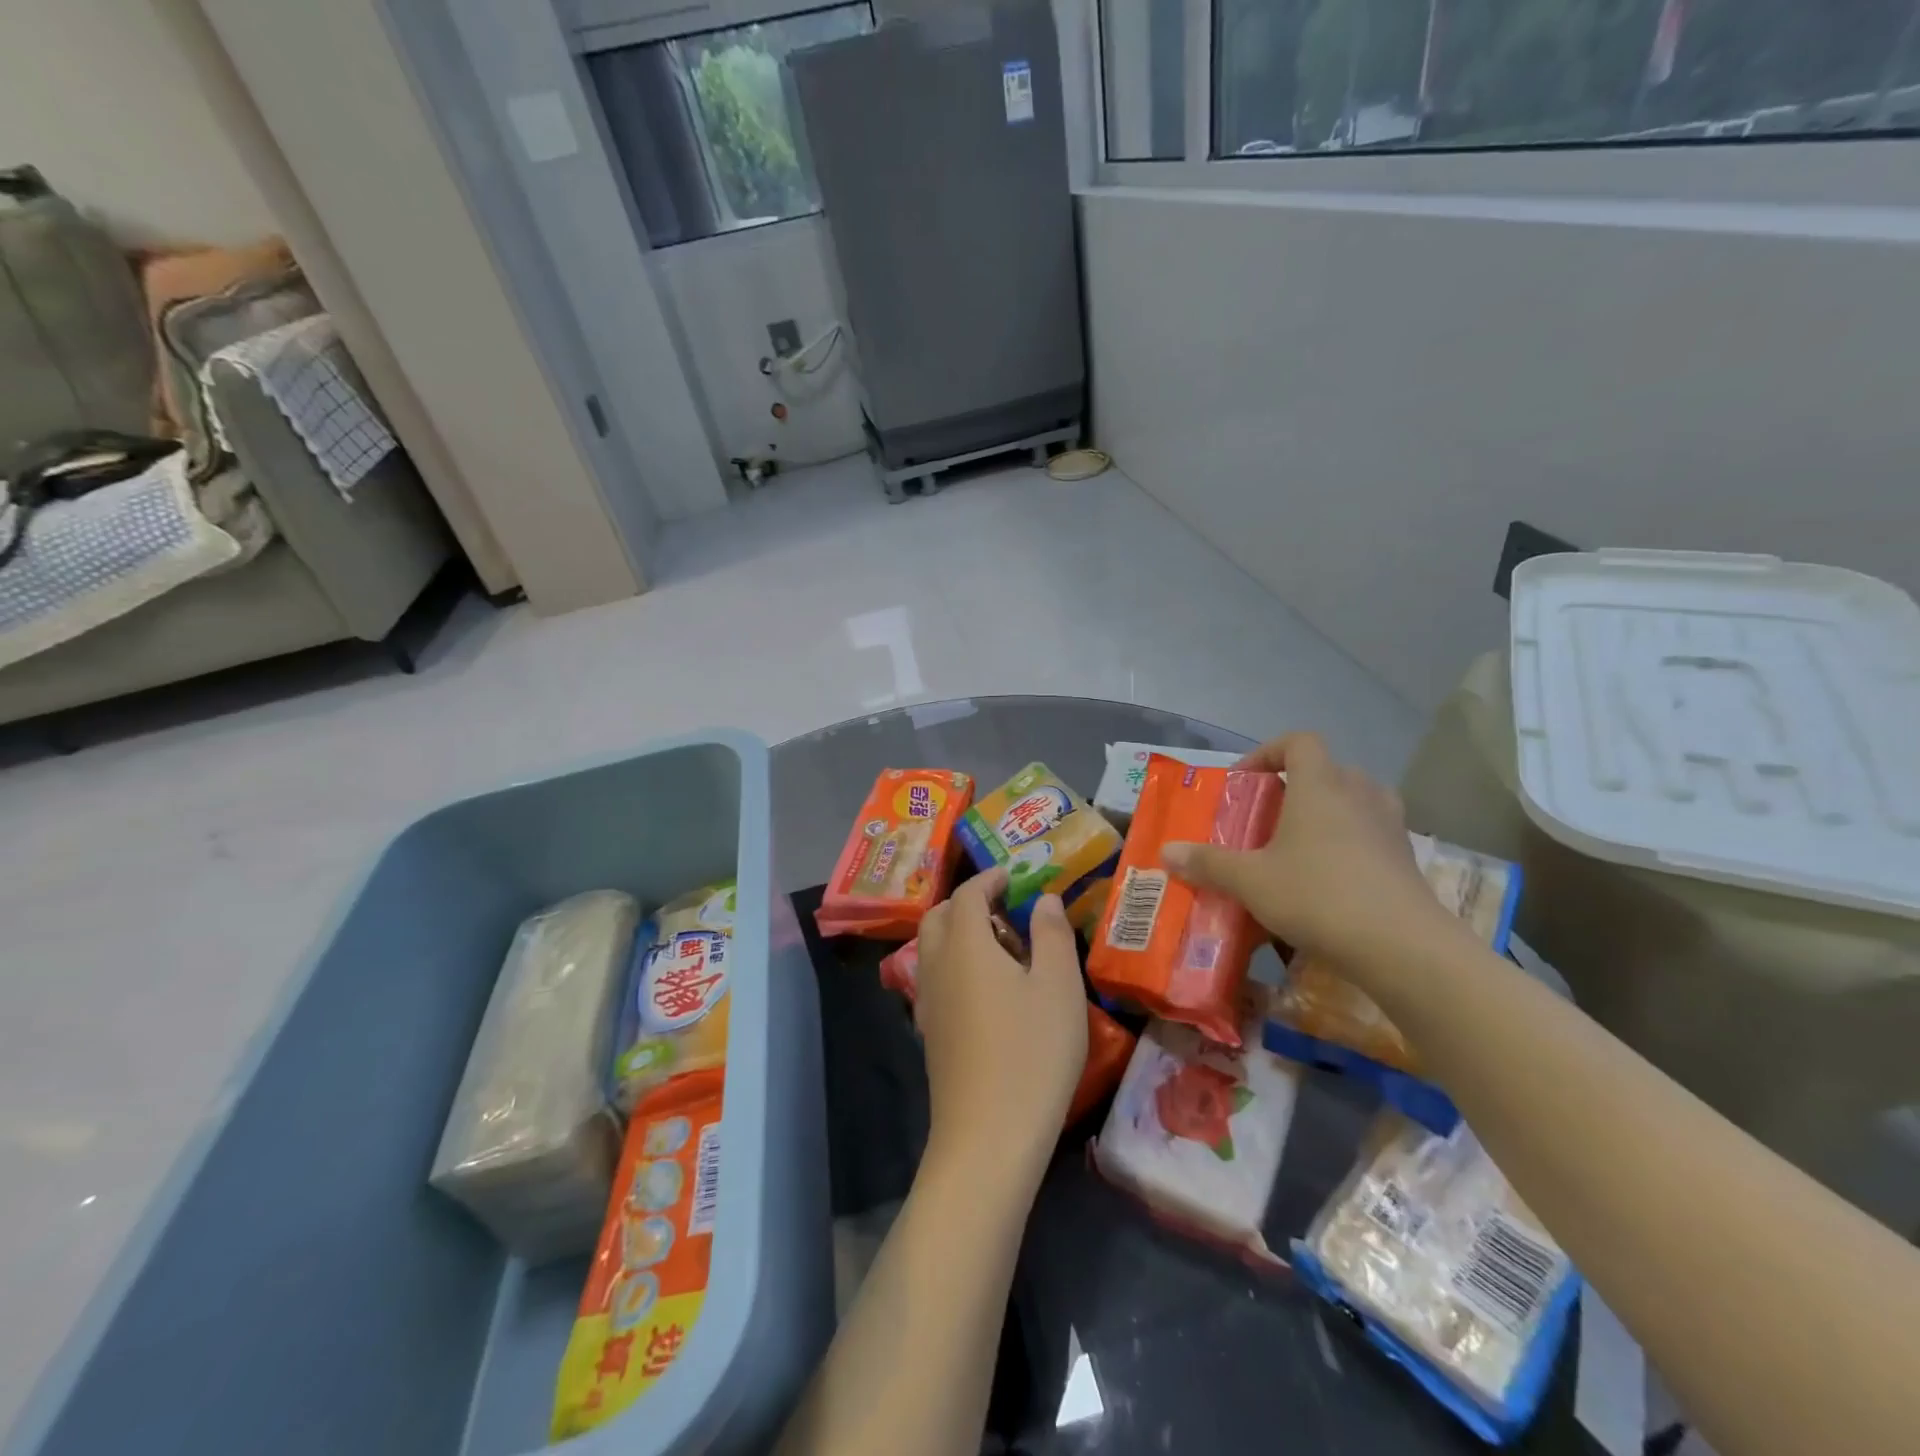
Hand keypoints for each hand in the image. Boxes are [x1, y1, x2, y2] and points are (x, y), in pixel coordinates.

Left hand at [915, 868, 1087, 1175]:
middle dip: (966, 903)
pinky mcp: (930, 1033)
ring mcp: (928, 1002)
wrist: (988, 1136)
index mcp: (965, 945)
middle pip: (939, 917)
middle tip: (1004, 909)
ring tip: (1001, 948)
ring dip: (958, 934)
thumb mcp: (1058, 987)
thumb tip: (1043, 898)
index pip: (967, 894)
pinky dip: (955, 964)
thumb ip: (1051, 934)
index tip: (1012, 876)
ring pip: (932, 948)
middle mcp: (937, 965)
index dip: (988, 879)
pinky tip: (987, 991)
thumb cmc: (1032, 1052)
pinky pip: (935, 978)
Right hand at [1162, 732, 1461, 978]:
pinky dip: (1351, 844)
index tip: (1244, 782)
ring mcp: (1390, 825)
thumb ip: (1208, 863)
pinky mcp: (1407, 859)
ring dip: (1328, 813)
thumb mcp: (1251, 881)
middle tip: (1268, 818)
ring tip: (1300, 845)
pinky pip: (1373, 834)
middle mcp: (1359, 794)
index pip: (1298, 742)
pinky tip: (1330, 879)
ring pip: (1355, 800)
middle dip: (1295, 787)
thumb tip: (1166, 851)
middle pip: (1327, 769)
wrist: (1403, 947)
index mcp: (1320, 785)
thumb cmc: (1318, 896)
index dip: (1268, 752)